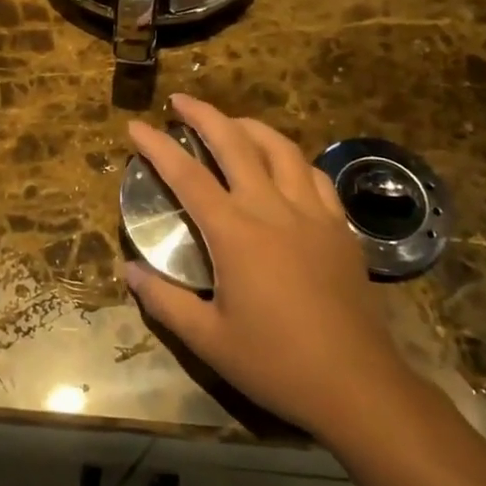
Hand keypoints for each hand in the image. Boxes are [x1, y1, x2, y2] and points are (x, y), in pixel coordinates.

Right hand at [125, 94, 416, 440]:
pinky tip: (284, 165)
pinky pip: (314, 176)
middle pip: (235, 144)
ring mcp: (312, 214)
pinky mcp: (340, 228)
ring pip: (280, 149)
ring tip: (230, 123)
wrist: (356, 384)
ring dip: (250, 127)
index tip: (136, 126)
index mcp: (235, 233)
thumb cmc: (275, 363)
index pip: (187, 176)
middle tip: (180, 100)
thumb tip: (129, 270)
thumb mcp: (208, 340)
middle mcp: (272, 210)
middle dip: (204, 115)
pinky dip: (291, 159)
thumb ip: (164, 301)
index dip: (158, 146)